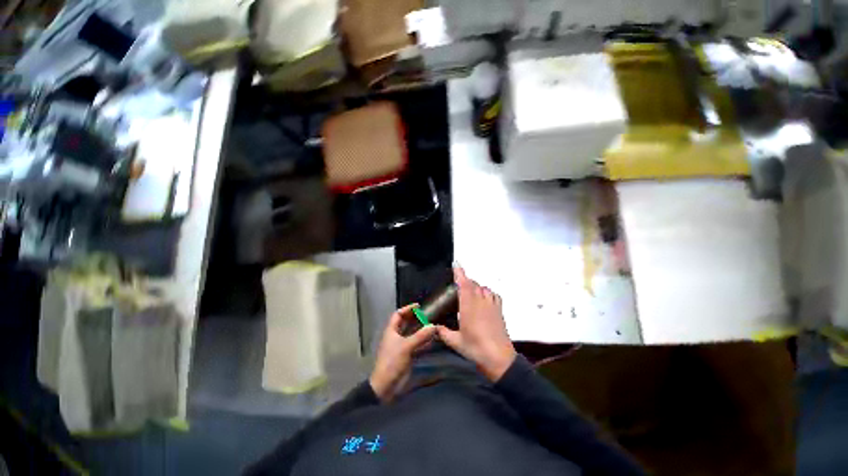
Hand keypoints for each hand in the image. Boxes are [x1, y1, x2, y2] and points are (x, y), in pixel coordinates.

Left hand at [369, 304, 437, 401]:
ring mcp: (402, 346)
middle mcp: (396, 336)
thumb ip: (420, 336)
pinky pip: (416, 345)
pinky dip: (424, 342)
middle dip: (416, 319)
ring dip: (422, 330)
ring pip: (412, 334)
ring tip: (433, 325)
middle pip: (406, 323)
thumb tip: (433, 326)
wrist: (386, 386)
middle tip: (428, 315)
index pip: (398, 315)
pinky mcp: (407, 356)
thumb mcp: (406, 347)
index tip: (418, 306)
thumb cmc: (392, 362)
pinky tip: (432, 340)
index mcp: (391, 331)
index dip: (407, 309)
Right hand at [436, 266, 516, 381]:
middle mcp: (480, 301)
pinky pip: (493, 295)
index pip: (464, 284)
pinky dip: (487, 293)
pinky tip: (484, 299)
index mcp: (469, 306)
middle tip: (458, 286)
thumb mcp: (456, 342)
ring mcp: (491, 305)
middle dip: (465, 281)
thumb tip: (434, 328)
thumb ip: (443, 333)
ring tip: (470, 293)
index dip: (459, 273)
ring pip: (483, 288)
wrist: (499, 358)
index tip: (456, 264)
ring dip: (476, 287)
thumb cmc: (476, 348)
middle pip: (473, 284)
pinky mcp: (499, 310)